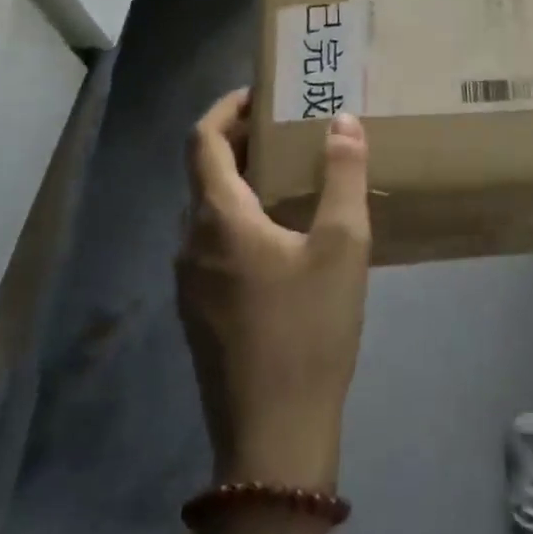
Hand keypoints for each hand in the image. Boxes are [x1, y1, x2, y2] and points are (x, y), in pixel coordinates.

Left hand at [179, 91, 371, 491]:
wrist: (274, 439)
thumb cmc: (308, 331)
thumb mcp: (341, 246)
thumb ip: (343, 176)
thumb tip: (342, 121)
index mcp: (218, 219)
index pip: (202, 140)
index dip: (226, 108)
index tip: (261, 93)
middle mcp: (190, 243)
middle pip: (204, 173)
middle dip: (240, 142)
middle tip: (287, 128)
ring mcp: (189, 283)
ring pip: (209, 211)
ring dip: (241, 182)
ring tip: (291, 176)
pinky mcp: (199, 313)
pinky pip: (213, 244)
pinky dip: (240, 219)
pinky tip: (282, 237)